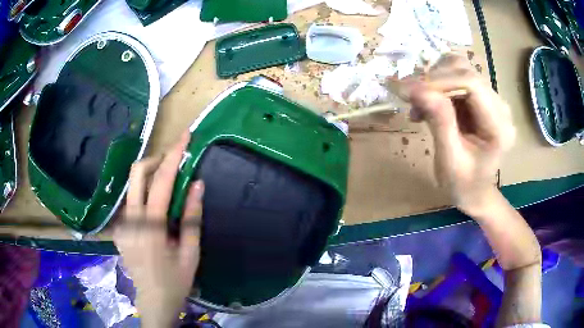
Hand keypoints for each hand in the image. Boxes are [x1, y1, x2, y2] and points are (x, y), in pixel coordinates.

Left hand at [113, 131, 203, 327]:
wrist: (153, 300)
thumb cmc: (176, 280)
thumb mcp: (191, 252)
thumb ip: (192, 217)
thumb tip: (198, 184)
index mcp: (151, 227)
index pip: (161, 182)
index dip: (174, 155)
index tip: (185, 136)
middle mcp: (130, 220)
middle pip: (137, 174)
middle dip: (156, 160)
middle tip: (173, 162)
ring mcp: (121, 224)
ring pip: (131, 186)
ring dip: (149, 176)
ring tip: (166, 183)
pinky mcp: (118, 229)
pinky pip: (130, 201)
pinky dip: (143, 194)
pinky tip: (154, 207)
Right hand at [407, 54, 515, 215]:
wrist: (474, 191)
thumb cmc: (463, 184)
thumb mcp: (449, 161)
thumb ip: (440, 123)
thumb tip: (417, 89)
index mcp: (499, 126)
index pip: (472, 84)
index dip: (439, 81)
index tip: (408, 90)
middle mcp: (500, 106)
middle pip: (465, 71)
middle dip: (433, 80)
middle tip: (408, 97)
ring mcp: (492, 99)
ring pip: (459, 69)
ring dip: (434, 81)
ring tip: (418, 104)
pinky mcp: (481, 98)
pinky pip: (456, 78)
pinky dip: (437, 86)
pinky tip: (427, 105)